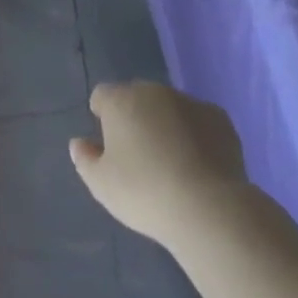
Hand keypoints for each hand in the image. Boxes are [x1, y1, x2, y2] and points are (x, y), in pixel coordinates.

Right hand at [70, 81, 249, 244]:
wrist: (207, 206)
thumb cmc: (145, 193)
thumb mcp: (102, 185)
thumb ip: (85, 159)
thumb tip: (78, 142)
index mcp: (121, 101)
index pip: (102, 96)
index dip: (102, 116)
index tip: (108, 144)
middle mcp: (154, 91)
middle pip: (137, 98)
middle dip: (135, 118)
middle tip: (140, 156)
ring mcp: (189, 101)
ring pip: (170, 108)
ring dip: (166, 125)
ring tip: (172, 164)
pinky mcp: (219, 117)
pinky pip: (199, 121)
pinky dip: (196, 135)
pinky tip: (199, 165)